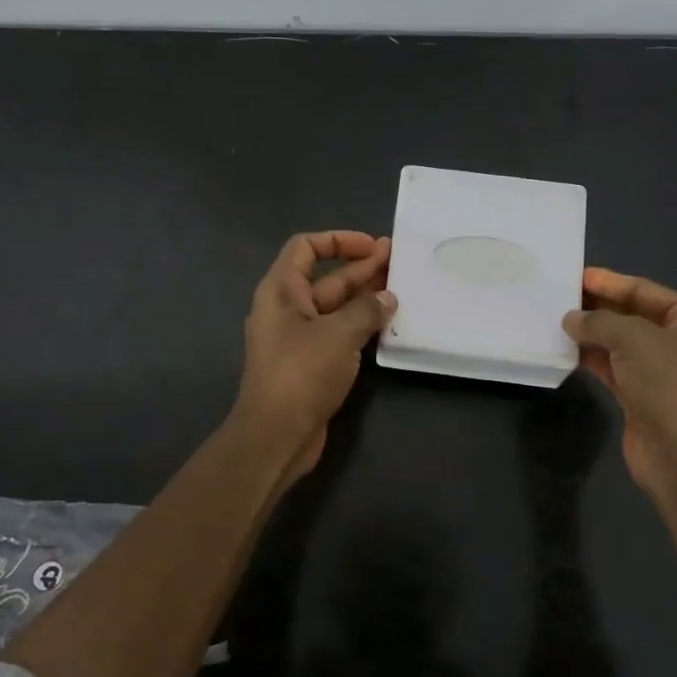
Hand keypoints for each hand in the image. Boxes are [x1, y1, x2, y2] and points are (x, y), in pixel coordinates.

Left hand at [231, 230, 395, 482]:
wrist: (275, 436)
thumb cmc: (301, 374)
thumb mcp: (338, 334)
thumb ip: (366, 310)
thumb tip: (387, 298)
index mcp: (281, 291)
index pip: (305, 247)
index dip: (338, 240)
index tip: (371, 246)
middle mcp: (286, 309)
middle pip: (326, 278)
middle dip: (361, 268)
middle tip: (399, 262)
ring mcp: (298, 338)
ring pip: (335, 307)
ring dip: (365, 297)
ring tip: (401, 290)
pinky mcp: (310, 363)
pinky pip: (338, 333)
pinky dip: (360, 325)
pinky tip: (388, 324)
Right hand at [563, 267, 676, 496]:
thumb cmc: (669, 383)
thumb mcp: (633, 338)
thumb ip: (599, 321)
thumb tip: (570, 318)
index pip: (646, 290)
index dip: (610, 282)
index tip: (577, 274)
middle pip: (634, 316)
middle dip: (599, 307)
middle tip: (561, 296)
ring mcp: (666, 372)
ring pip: (622, 344)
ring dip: (593, 334)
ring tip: (557, 320)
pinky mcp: (646, 397)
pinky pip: (615, 368)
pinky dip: (593, 358)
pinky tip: (566, 350)